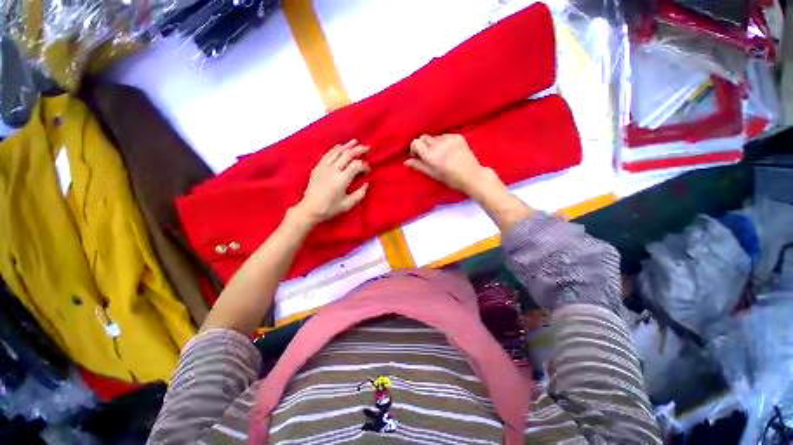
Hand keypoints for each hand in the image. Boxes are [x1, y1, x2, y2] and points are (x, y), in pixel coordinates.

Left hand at [293, 140, 369, 224]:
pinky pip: (328, 154)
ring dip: (347, 145)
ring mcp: (324, 167)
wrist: (310, 208)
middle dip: (359, 150)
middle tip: (367, 148)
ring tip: (355, 142)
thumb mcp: (347, 205)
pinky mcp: (318, 167)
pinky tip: (340, 147)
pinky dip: (336, 149)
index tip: (368, 171)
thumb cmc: (330, 208)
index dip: (365, 165)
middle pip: (348, 154)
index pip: (356, 165)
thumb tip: (366, 184)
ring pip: (337, 151)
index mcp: (341, 179)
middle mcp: (333, 169)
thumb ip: (359, 194)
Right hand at [405, 134, 489, 194]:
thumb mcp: (433, 174)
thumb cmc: (451, 178)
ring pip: (434, 137)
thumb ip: (419, 166)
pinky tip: (448, 151)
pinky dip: (443, 142)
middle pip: (423, 137)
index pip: (416, 142)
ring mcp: (449, 138)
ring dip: (433, 144)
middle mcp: (439, 144)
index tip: (417, 156)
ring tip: (440, 154)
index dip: (414, 149)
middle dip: (423, 146)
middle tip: (428, 156)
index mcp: (431, 155)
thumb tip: (406, 161)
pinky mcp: (458, 136)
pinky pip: (444, 136)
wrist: (471, 175)